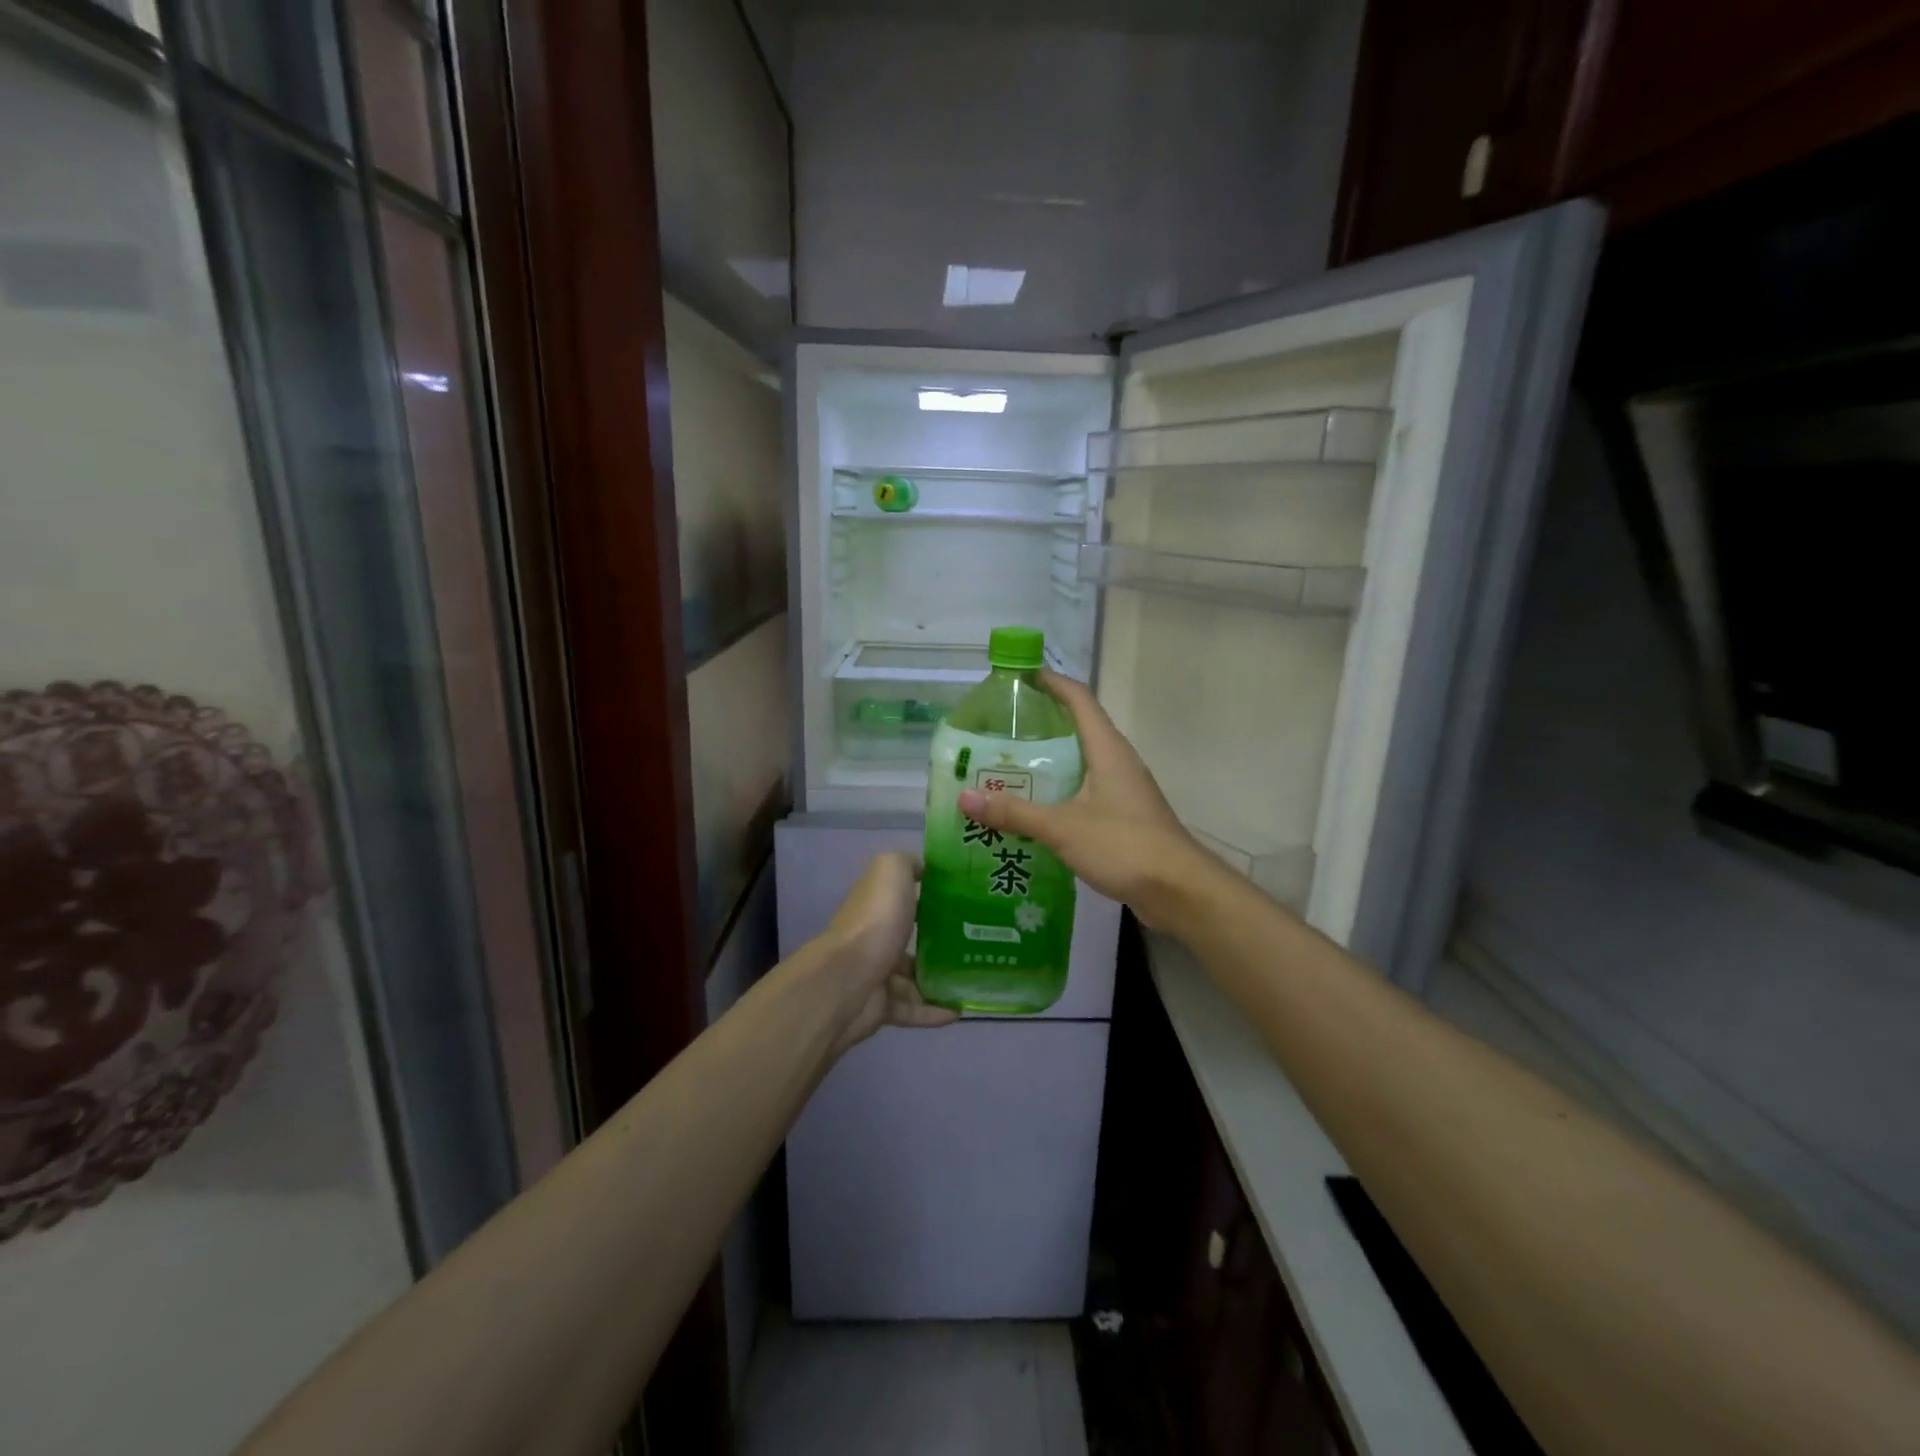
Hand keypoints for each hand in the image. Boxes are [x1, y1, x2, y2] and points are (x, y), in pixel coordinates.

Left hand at [817, 852, 956, 1051]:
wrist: (848, 980)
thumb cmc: (875, 921)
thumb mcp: (892, 871)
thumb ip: (907, 863)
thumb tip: (924, 868)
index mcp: (878, 903)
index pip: (905, 895)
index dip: (932, 893)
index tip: (967, 897)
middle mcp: (876, 935)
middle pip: (911, 936)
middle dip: (941, 939)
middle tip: (980, 942)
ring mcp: (877, 973)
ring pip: (914, 977)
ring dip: (941, 979)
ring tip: (975, 978)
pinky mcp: (881, 1006)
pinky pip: (913, 1009)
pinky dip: (934, 1011)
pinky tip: (960, 1011)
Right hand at [957, 671, 1220, 929]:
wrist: (1178, 889)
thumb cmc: (1124, 845)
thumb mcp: (1063, 827)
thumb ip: (1014, 812)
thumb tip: (965, 798)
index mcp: (1107, 749)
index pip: (1079, 699)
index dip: (1052, 682)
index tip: (1020, 676)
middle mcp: (1118, 761)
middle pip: (1080, 727)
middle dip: (1043, 722)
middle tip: (1001, 728)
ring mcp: (1124, 789)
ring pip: (1083, 761)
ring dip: (1051, 760)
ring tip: (1010, 767)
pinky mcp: (1125, 815)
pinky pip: (1087, 790)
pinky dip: (1061, 790)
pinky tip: (1036, 809)